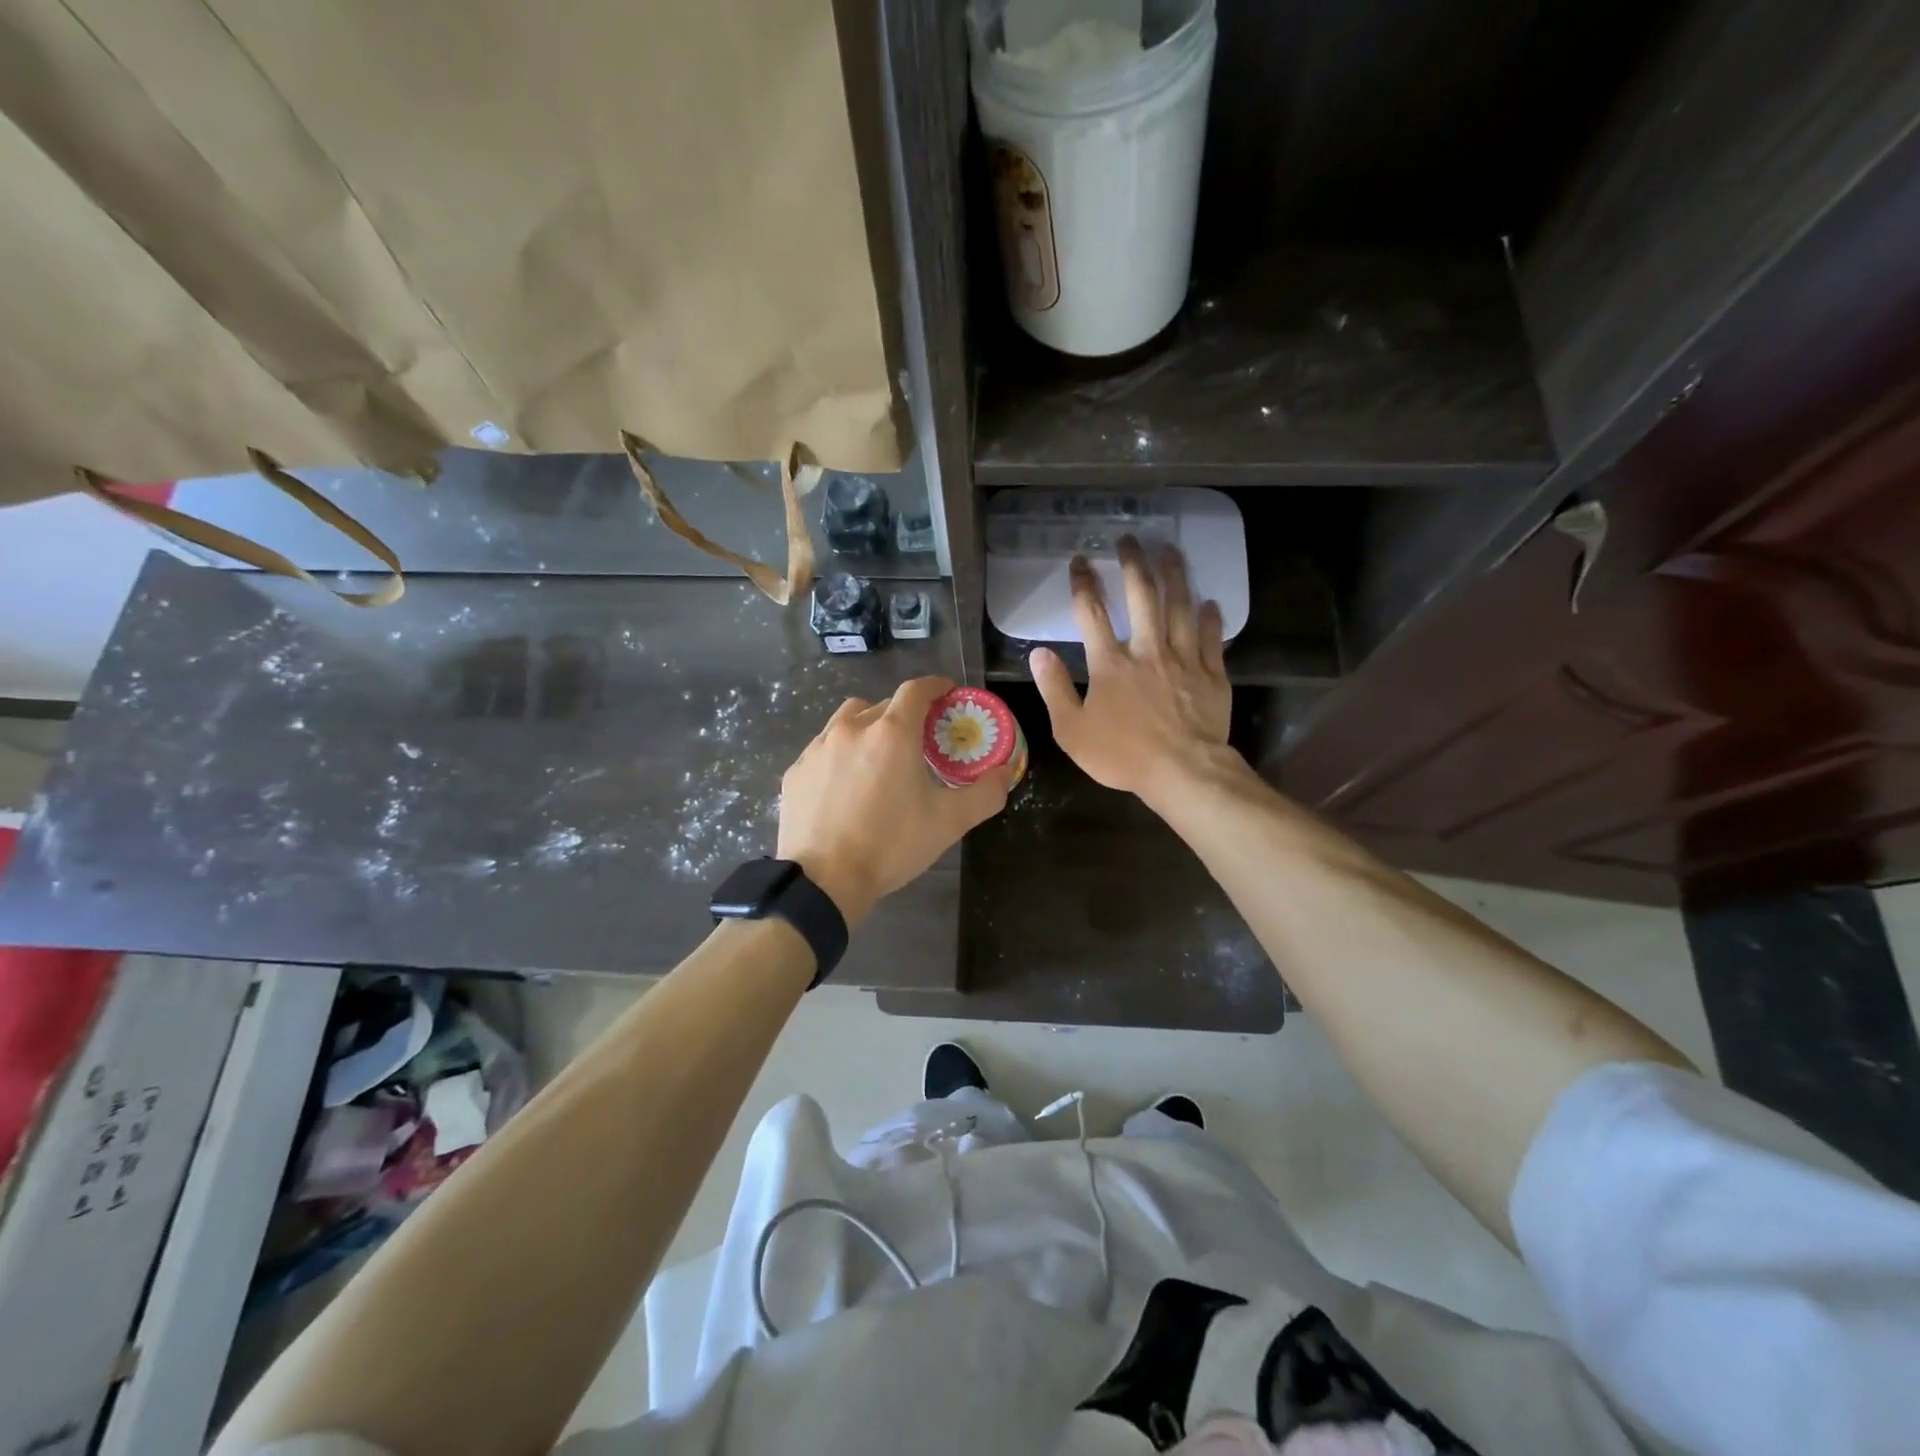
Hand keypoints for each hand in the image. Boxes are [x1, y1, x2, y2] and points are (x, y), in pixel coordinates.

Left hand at [777, 676, 1012, 926]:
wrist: (824, 881)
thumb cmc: (891, 845)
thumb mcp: (949, 822)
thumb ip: (985, 793)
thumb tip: (1004, 773)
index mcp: (892, 733)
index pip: (916, 690)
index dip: (935, 686)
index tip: (948, 693)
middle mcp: (852, 729)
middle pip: (883, 705)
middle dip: (904, 715)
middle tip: (919, 740)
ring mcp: (818, 748)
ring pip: (848, 721)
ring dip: (868, 728)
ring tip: (878, 757)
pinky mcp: (796, 771)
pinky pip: (823, 748)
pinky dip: (840, 754)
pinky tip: (845, 785)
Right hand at [1030, 538, 1234, 807]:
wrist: (1182, 772)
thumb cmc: (1122, 755)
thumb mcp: (1071, 730)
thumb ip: (1054, 689)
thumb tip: (1038, 654)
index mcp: (1110, 663)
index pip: (1092, 613)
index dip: (1083, 583)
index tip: (1080, 561)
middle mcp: (1147, 650)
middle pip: (1142, 596)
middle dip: (1133, 564)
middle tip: (1130, 539)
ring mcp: (1183, 659)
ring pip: (1180, 607)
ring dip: (1175, 576)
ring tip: (1171, 551)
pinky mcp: (1212, 674)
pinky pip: (1212, 638)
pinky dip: (1210, 618)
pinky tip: (1209, 602)